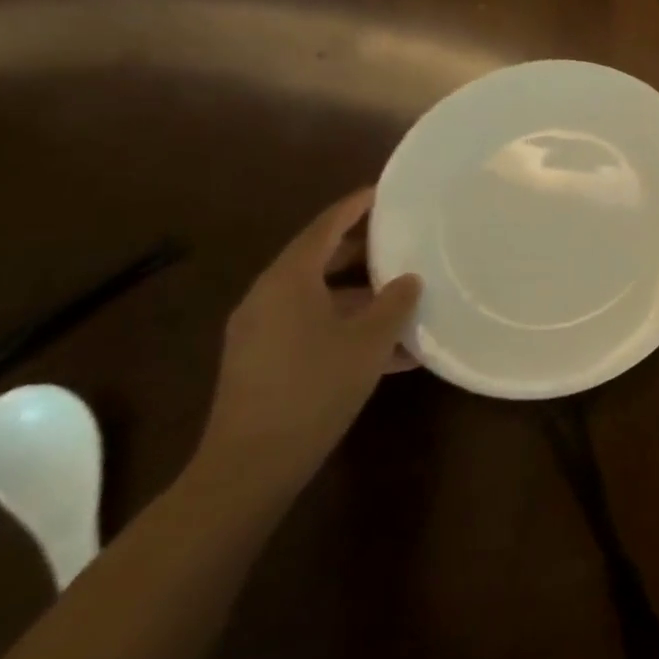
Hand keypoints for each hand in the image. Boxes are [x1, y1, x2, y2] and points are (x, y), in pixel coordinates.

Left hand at [195, 190, 421, 498]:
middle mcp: (268, 297)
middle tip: (404, 240)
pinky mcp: (263, 362)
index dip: (356, 206)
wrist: (250, 467)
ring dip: (360, 295)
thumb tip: (408, 280)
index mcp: (288, 280)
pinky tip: (390, 351)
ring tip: (405, 297)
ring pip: (319, 296)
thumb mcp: (369, 341)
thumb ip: (394, 302)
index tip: (386, 192)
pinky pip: (312, 327)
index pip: (326, 226)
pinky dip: (346, 327)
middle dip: (363, 250)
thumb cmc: (314, 388)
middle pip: (319, 258)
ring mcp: (261, 332)